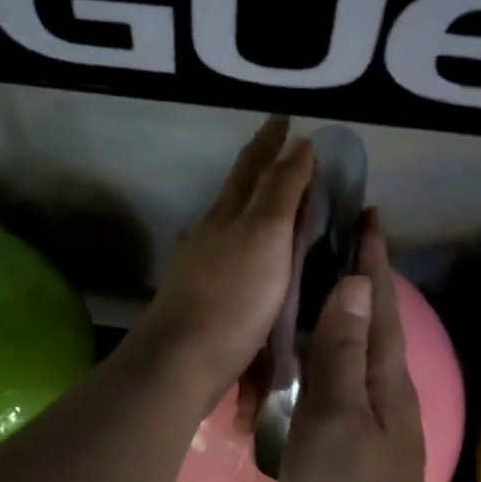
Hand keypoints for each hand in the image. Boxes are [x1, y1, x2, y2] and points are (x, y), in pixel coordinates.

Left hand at [133, 118, 314, 409]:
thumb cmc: (232, 298)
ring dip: (253, 206)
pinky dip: (249, 245)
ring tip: (276, 201)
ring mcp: (201, 267)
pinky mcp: (203, 299)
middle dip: (259, 168)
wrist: (181, 361)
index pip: (252, 167)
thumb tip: (299, 144)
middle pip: (237, 192)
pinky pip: (231, 257)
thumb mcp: (264, 237)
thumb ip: (281, 192)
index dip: (271, 142)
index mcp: (227, 215)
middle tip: (281, 150)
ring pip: (231, 224)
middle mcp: (210, 234)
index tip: (285, 119)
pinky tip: (254, 257)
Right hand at [278, 214, 440, 481]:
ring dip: (343, 316)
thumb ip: (341, 352)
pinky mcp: (349, 452)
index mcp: (383, 381)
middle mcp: (384, 395)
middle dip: (362, 277)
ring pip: (357, 354)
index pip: (379, 303)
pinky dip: (325, 360)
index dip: (373, 257)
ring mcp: (370, 426)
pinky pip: (338, 387)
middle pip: (374, 322)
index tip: (367, 213)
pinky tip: (303, 364)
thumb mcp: (334, 419)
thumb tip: (356, 281)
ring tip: (315, 288)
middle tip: (335, 239)